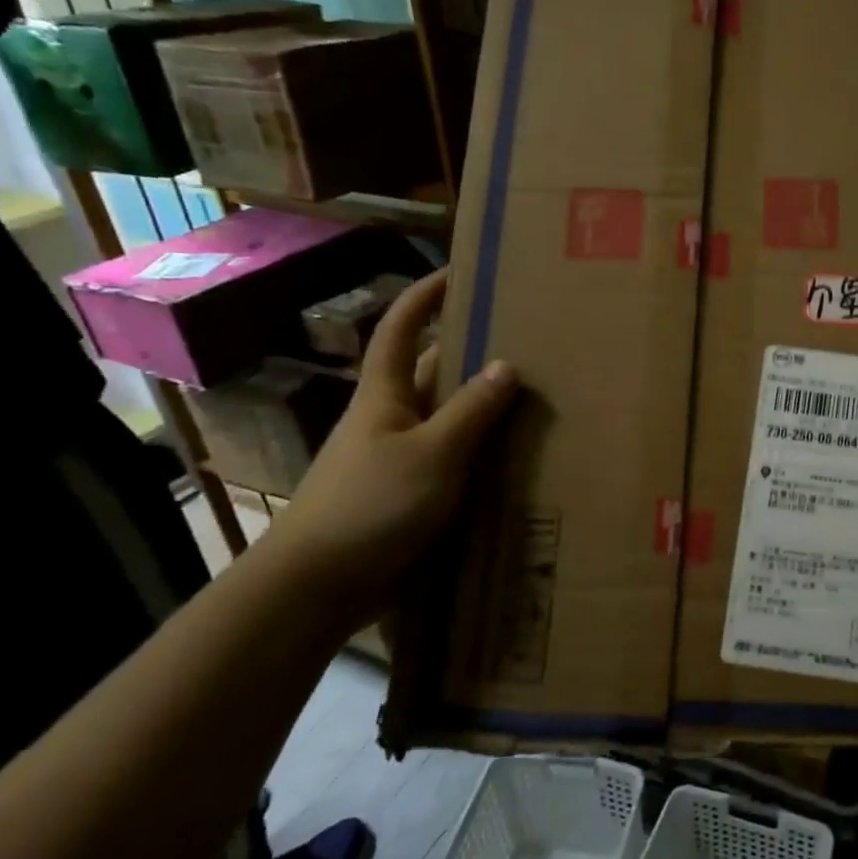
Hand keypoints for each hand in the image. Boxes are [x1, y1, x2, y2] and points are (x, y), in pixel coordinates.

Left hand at [270, 270, 516, 617]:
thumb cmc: (371, 505)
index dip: (425, 296)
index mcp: (386, 395)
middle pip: (433, 373)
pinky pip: (454, 462)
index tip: (458, 271)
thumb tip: (506, 364)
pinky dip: (483, 454)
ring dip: (484, 408)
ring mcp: (400, 459)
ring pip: (449, 420)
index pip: (402, 329)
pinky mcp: (410, 497)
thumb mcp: (432, 452)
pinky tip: (519, 459)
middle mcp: (392, 419)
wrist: (319, 587)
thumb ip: (471, 410)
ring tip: (538, 397)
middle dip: (472, 352)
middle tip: (526, 340)